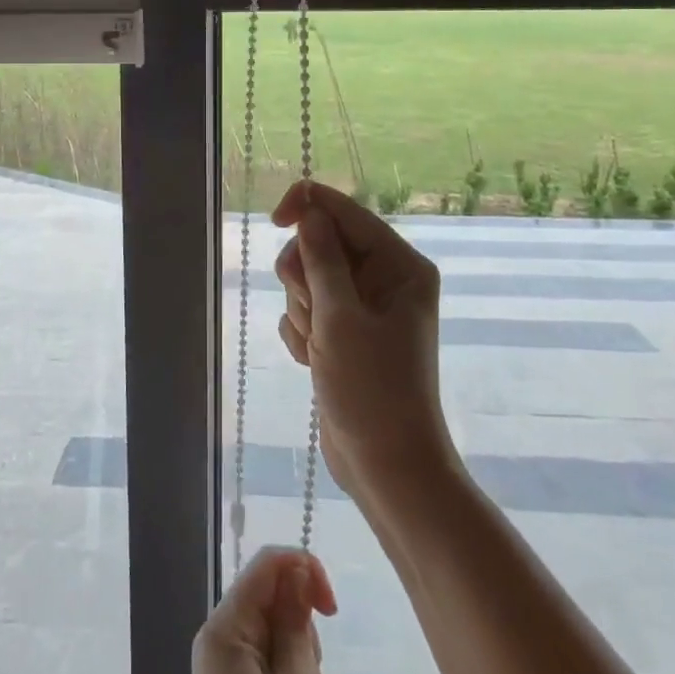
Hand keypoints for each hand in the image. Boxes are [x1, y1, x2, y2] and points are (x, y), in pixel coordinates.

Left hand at [192, 546, 336, 673]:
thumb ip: (297, 624)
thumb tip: (296, 572)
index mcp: (225, 627)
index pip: (265, 564)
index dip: (304, 569)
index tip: (333, 610)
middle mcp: (216, 637)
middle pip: (267, 595)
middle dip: (299, 624)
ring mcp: (220, 667)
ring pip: (269, 629)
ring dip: (296, 654)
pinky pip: (263, 659)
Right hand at [272, 180, 458, 511]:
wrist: (385, 466)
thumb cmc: (372, 389)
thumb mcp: (340, 318)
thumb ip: (321, 258)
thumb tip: (309, 210)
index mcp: (399, 265)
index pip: (346, 212)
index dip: (308, 207)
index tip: (275, 219)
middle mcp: (384, 279)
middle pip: (321, 244)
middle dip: (305, 278)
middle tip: (315, 314)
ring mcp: (362, 306)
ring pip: (307, 278)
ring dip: (302, 311)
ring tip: (320, 348)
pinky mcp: (343, 331)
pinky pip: (305, 309)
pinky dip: (302, 332)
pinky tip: (315, 361)